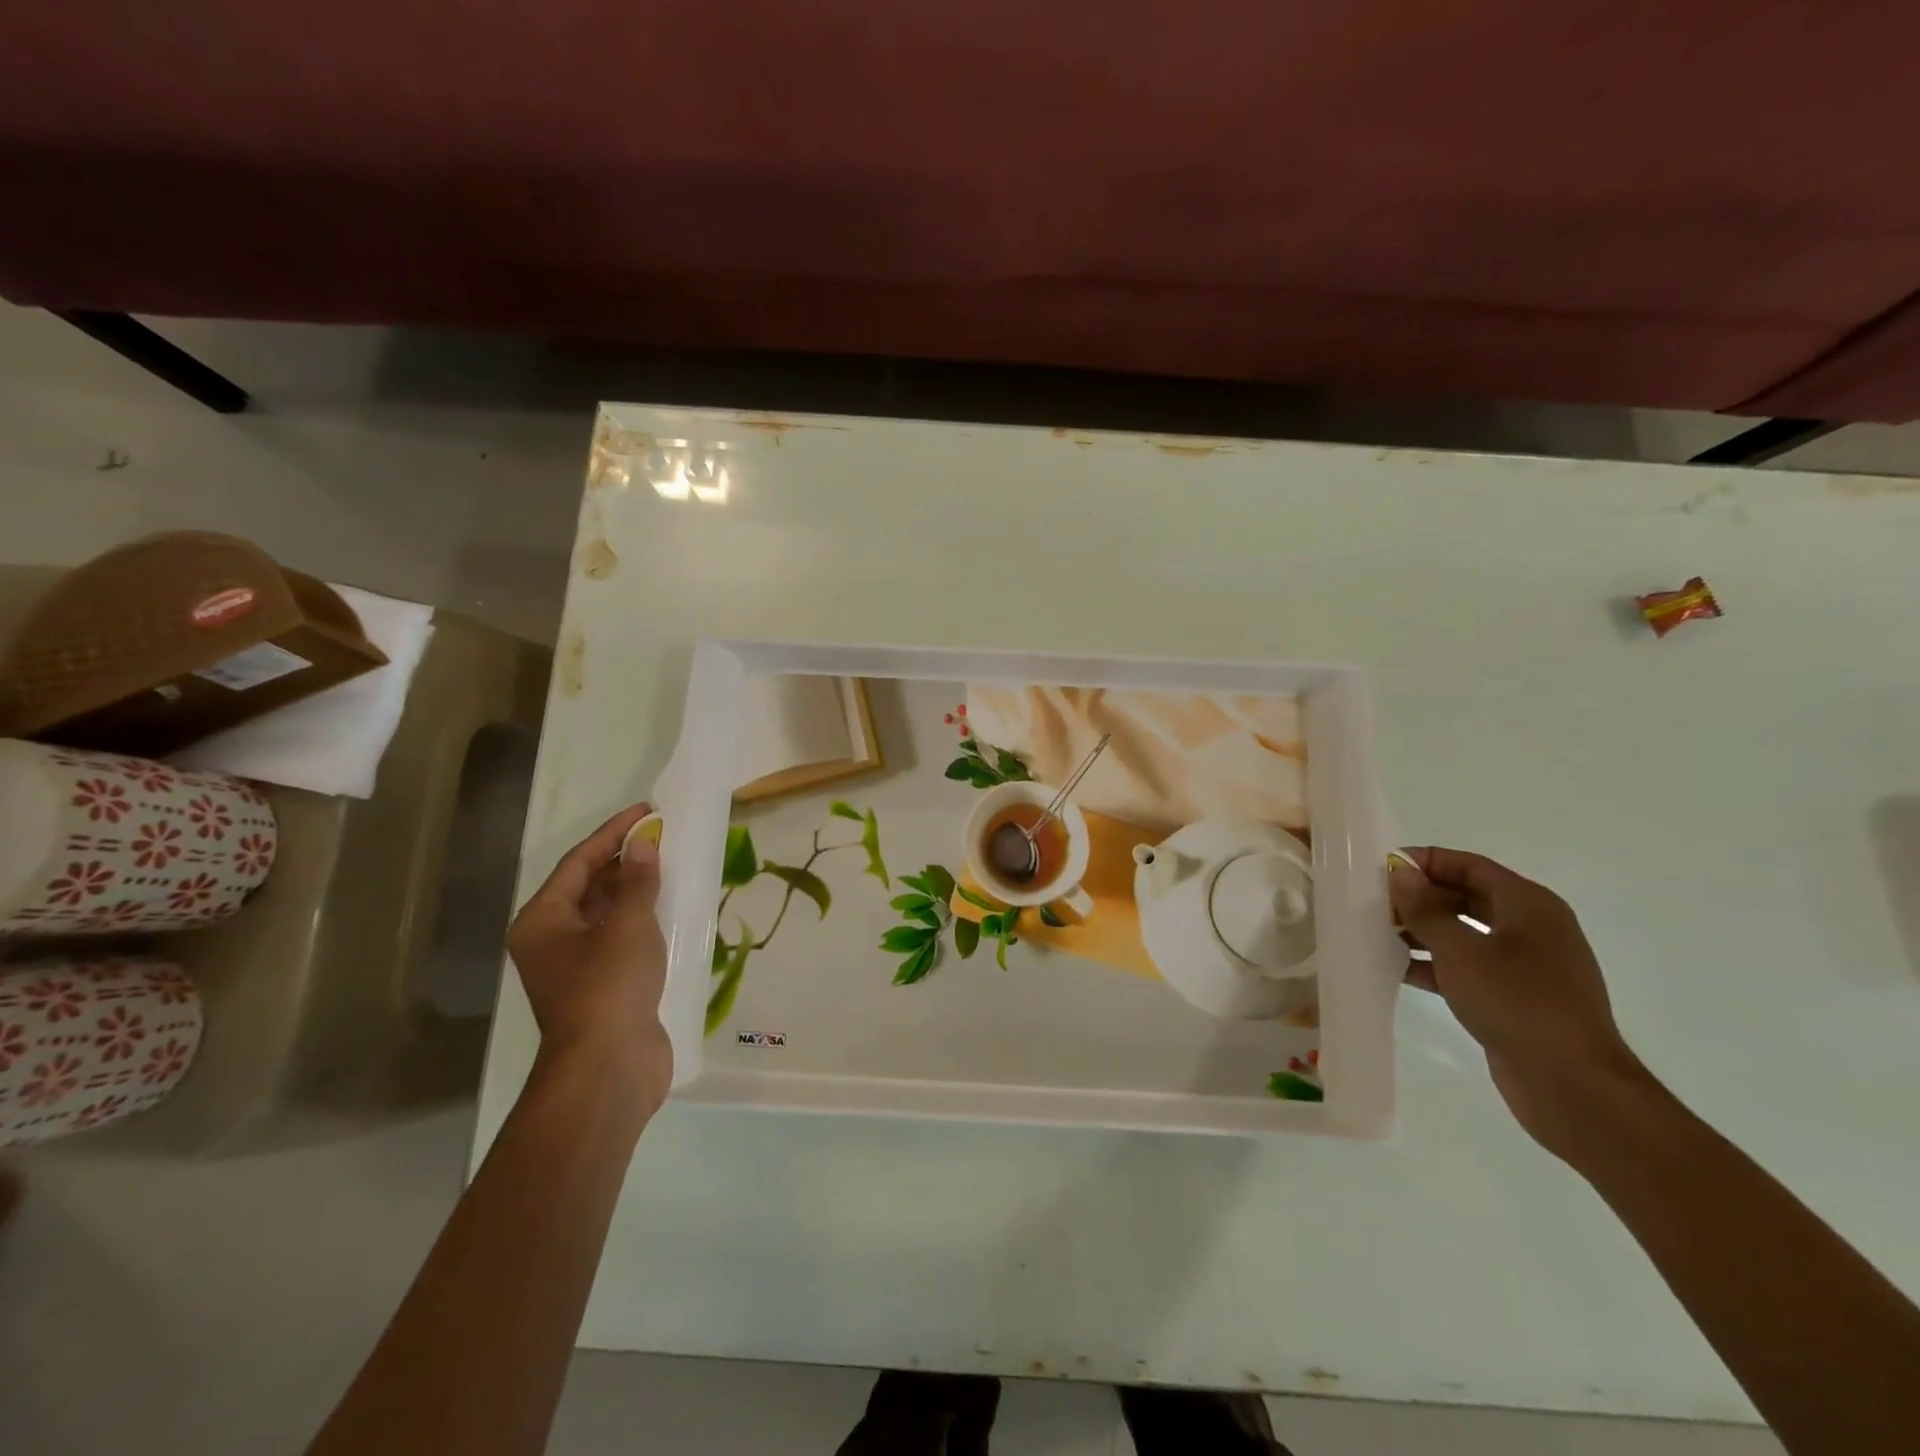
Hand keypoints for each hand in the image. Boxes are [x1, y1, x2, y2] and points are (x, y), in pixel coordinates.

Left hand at [506, 805, 670, 1105]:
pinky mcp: (605, 985)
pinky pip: (625, 938)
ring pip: (610, 913)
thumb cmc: (609, 987)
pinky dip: (646, 919)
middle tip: (666, 837)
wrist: (609, 1068)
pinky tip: (675, 909)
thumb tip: (643, 845)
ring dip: (639, 890)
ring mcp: (579, 965)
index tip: (648, 812)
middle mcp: (554, 939)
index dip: (614, 833)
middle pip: (591, 886)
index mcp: (543, 921)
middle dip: (627, 860)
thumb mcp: (627, 925)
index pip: (579, 862)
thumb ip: (636, 881)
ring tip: (674, 865)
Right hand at [1389, 847, 1653, 1157]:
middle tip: (1374, 904)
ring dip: (1423, 932)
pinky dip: (1435, 964)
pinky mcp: (1515, 997)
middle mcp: (1531, 927)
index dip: (1425, 861)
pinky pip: (1468, 967)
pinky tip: (1398, 971)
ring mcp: (1525, 965)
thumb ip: (1425, 909)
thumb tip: (1400, 873)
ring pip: (1464, 933)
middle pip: (1466, 896)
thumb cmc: (1517, 1001)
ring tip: (1377, 935)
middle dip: (1420, 898)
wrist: (1572, 1084)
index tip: (1381, 868)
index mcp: (1529, 905)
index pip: (1469, 865)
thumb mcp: (1461, 949)